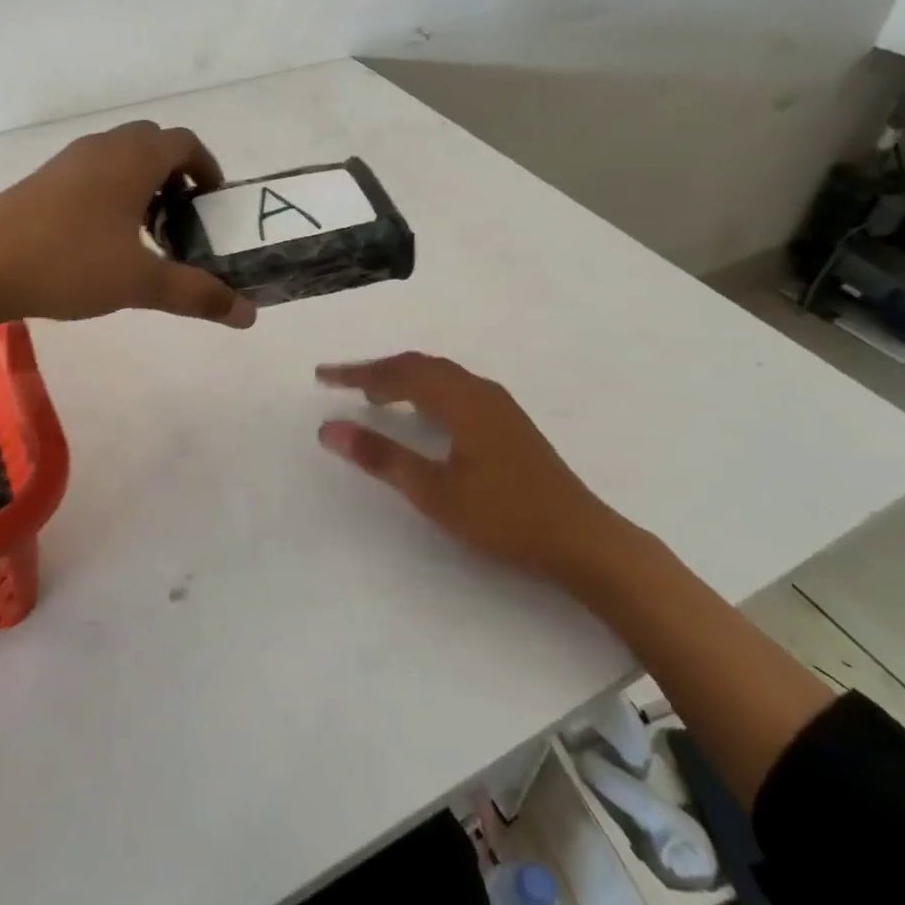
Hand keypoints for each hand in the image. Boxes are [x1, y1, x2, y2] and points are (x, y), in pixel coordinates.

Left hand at [0, 121, 256, 327]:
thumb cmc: (68, 263)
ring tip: (146, 234)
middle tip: (183, 221)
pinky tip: (103, 240)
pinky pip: (93, 172)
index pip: (186, 143)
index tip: (213, 206)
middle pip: (154, 144)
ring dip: (143, 185)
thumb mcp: (140, 283)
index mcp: (134, 158)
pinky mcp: (44, 180)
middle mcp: (103, 147)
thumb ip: (196, 294)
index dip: (208, 169)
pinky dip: (113, 192)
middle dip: (177, 177)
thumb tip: (248, 316)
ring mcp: (69, 160)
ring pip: (121, 158)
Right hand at [316, 353, 636, 593]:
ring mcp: (498, 405)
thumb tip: (329, 429)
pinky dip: (426, 389)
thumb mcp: (435, 491)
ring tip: (375, 395)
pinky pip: (455, 387)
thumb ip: (381, 457)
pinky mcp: (508, 421)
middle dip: (378, 370)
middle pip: (420, 365)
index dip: (357, 373)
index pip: (398, 373)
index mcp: (460, 400)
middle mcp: (479, 391)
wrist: (581, 538)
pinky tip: (423, 413)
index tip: (323, 376)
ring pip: (440, 375)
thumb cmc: (504, 515)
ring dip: (404, 378)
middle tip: (343, 383)